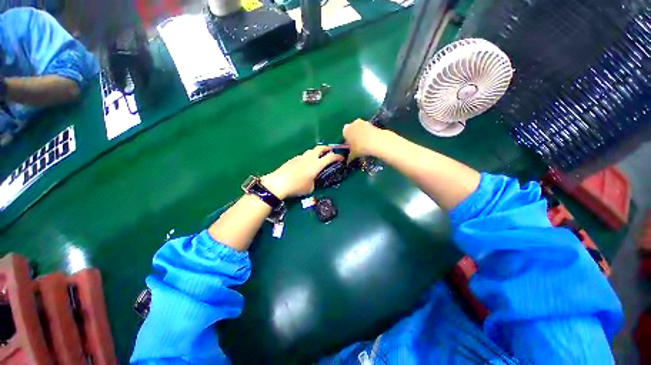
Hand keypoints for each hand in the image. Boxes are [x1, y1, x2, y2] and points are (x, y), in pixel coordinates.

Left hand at [262, 146, 343, 198]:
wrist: (279, 182)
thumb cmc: (298, 186)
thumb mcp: (311, 187)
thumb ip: (315, 181)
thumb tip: (314, 179)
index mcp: (316, 164)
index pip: (330, 157)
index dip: (337, 157)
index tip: (342, 158)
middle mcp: (309, 157)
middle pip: (320, 148)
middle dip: (327, 149)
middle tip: (330, 152)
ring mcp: (300, 157)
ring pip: (311, 151)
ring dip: (316, 153)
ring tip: (317, 159)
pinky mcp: (293, 159)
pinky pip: (303, 156)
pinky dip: (308, 158)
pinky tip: (305, 165)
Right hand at [342, 119, 385, 159]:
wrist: (376, 141)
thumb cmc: (360, 148)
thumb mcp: (353, 155)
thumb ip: (350, 156)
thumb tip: (348, 160)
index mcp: (345, 130)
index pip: (344, 136)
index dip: (348, 142)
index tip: (351, 148)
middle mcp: (353, 124)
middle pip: (352, 131)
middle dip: (354, 137)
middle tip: (358, 146)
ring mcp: (363, 122)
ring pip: (360, 129)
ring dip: (362, 135)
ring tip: (366, 145)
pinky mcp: (372, 123)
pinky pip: (368, 130)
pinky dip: (368, 134)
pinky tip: (371, 142)